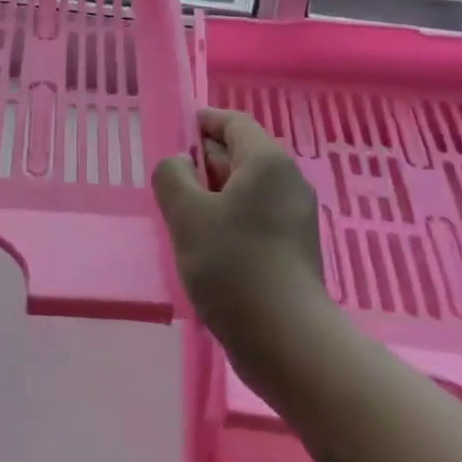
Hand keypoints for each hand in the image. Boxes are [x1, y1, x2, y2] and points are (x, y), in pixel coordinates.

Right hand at [152, 107, 328, 372]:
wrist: (285, 339)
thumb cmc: (233, 265)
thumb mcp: (187, 214)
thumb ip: (172, 175)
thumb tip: (179, 163)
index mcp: (267, 162)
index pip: (232, 122)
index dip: (200, 122)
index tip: (171, 136)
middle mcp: (287, 181)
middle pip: (239, 154)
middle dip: (201, 162)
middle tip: (168, 184)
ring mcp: (293, 216)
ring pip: (244, 189)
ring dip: (211, 195)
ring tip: (180, 218)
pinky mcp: (291, 247)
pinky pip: (253, 216)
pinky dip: (227, 219)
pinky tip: (205, 246)